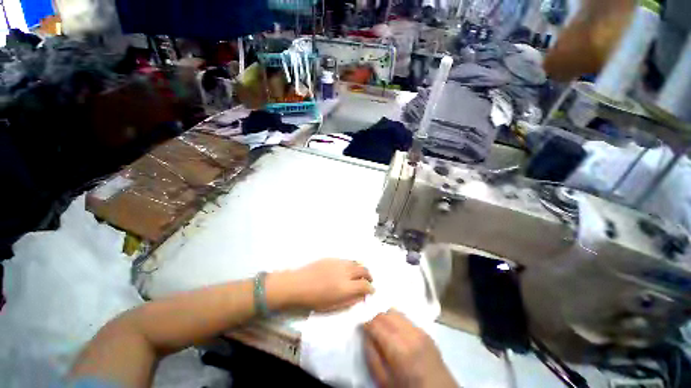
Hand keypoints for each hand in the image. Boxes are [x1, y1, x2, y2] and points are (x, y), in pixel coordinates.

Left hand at [268, 259, 373, 311]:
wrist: (298, 284)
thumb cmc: (314, 300)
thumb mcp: (334, 306)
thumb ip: (350, 301)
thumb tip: (362, 296)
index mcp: (346, 287)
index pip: (365, 285)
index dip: (371, 288)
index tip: (371, 291)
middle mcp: (345, 272)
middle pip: (364, 270)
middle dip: (369, 276)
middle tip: (368, 281)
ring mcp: (339, 262)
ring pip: (356, 262)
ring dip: (361, 269)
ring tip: (359, 274)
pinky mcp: (333, 258)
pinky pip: (347, 260)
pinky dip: (351, 265)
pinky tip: (347, 270)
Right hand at [363, 310, 456, 387]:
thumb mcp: (384, 381)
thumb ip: (372, 356)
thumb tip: (366, 335)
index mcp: (399, 349)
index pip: (376, 324)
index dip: (366, 323)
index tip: (362, 327)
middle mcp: (410, 334)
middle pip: (385, 314)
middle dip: (375, 319)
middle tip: (371, 329)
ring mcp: (420, 331)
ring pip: (396, 312)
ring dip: (386, 317)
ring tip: (383, 329)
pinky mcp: (426, 331)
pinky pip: (406, 318)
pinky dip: (397, 320)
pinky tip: (396, 331)